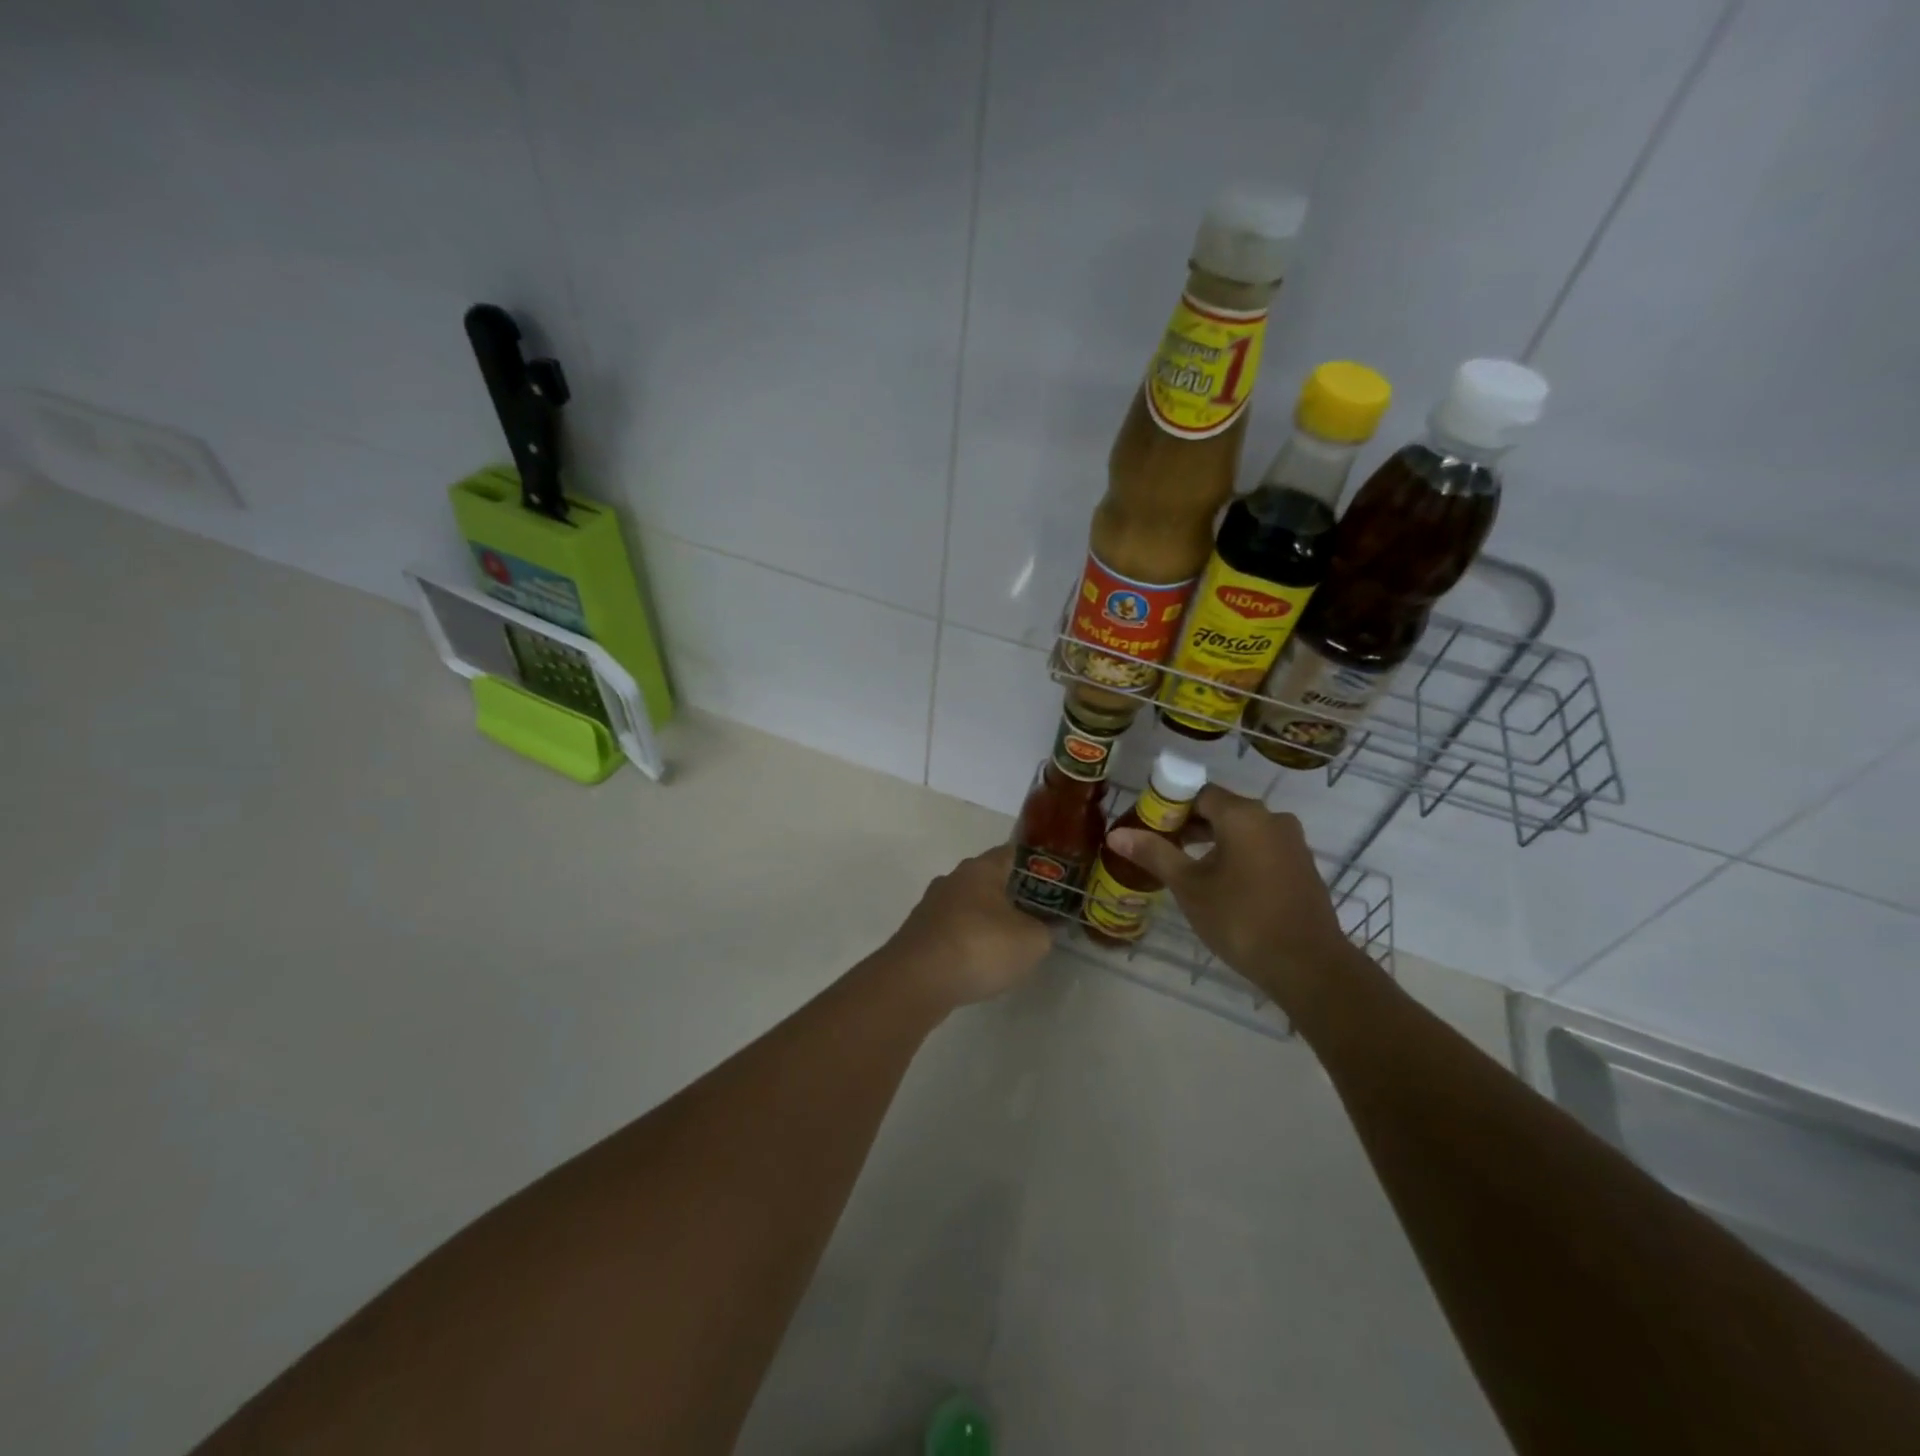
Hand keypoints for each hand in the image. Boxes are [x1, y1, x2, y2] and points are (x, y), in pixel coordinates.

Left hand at [882, 845, 1052, 1011]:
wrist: (917, 981)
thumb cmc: (980, 947)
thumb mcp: (1032, 941)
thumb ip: (1044, 929)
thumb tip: (1043, 926)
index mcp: (981, 868)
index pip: (1013, 853)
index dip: (1035, 865)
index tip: (1053, 882)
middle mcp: (953, 879)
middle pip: (989, 880)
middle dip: (1011, 895)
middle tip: (1036, 915)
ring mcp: (931, 906)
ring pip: (968, 906)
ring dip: (987, 921)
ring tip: (1008, 944)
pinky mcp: (918, 934)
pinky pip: (952, 930)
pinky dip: (967, 942)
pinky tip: (979, 963)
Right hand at [1107, 786, 1365, 1015]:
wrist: (1308, 966)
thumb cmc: (1241, 919)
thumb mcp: (1189, 887)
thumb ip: (1155, 854)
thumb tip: (1117, 834)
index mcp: (1243, 815)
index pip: (1197, 793)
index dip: (1168, 806)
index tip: (1148, 827)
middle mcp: (1271, 818)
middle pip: (1220, 809)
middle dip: (1188, 825)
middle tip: (1159, 848)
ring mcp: (1290, 842)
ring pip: (1241, 830)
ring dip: (1211, 841)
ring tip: (1184, 868)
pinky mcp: (1300, 865)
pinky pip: (1259, 847)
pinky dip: (1236, 855)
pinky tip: (1220, 883)